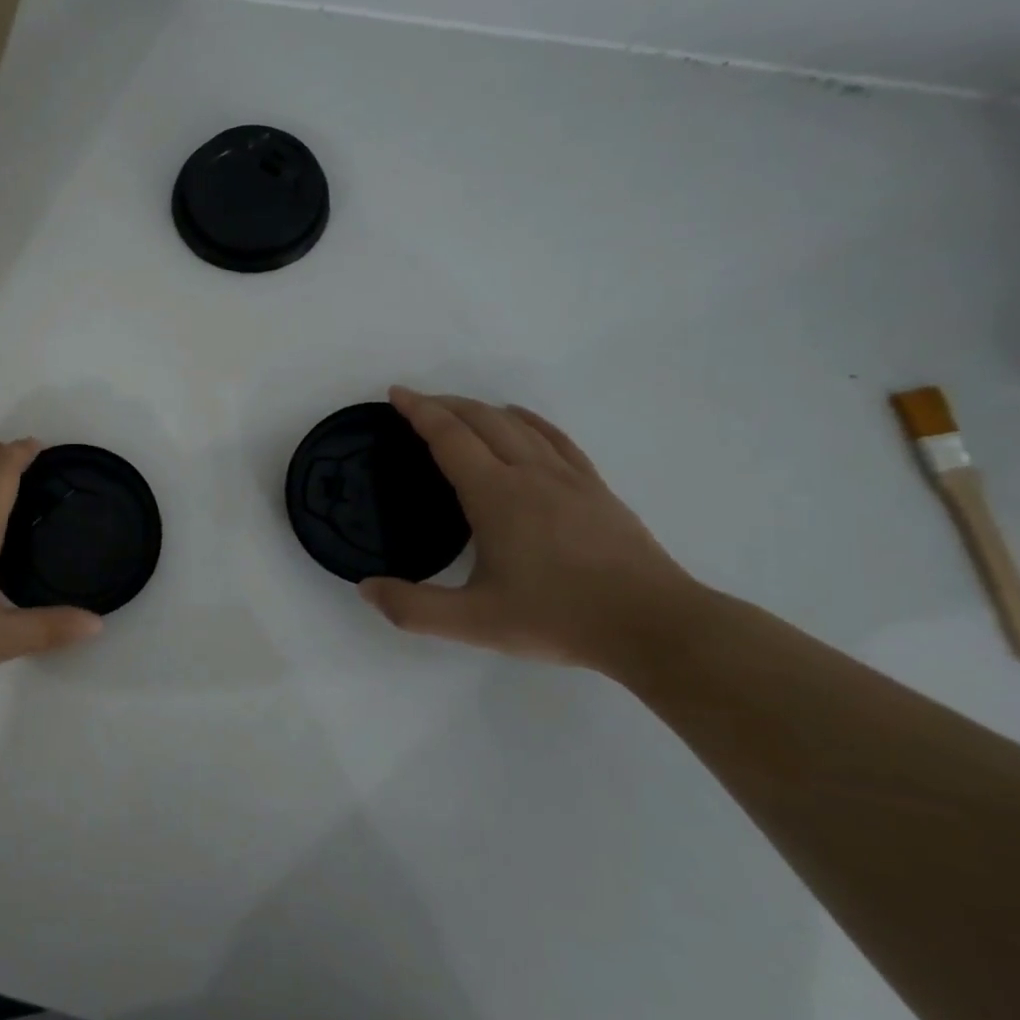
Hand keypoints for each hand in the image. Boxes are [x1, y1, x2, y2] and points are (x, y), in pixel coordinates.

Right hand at [360, 387, 703, 669]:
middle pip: (482, 420)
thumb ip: (412, 608)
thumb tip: (365, 588)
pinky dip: (528, 420)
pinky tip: (522, 423)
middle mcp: (530, 473)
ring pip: (518, 424)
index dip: (420, 411)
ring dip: (482, 409)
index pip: (449, 437)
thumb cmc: (558, 618)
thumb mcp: (473, 623)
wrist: (654, 625)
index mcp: (496, 495)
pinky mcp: (595, 489)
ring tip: (459, 411)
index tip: (396, 394)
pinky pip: (555, 438)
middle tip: (416, 403)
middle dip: (445, 404)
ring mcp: (569, 478)